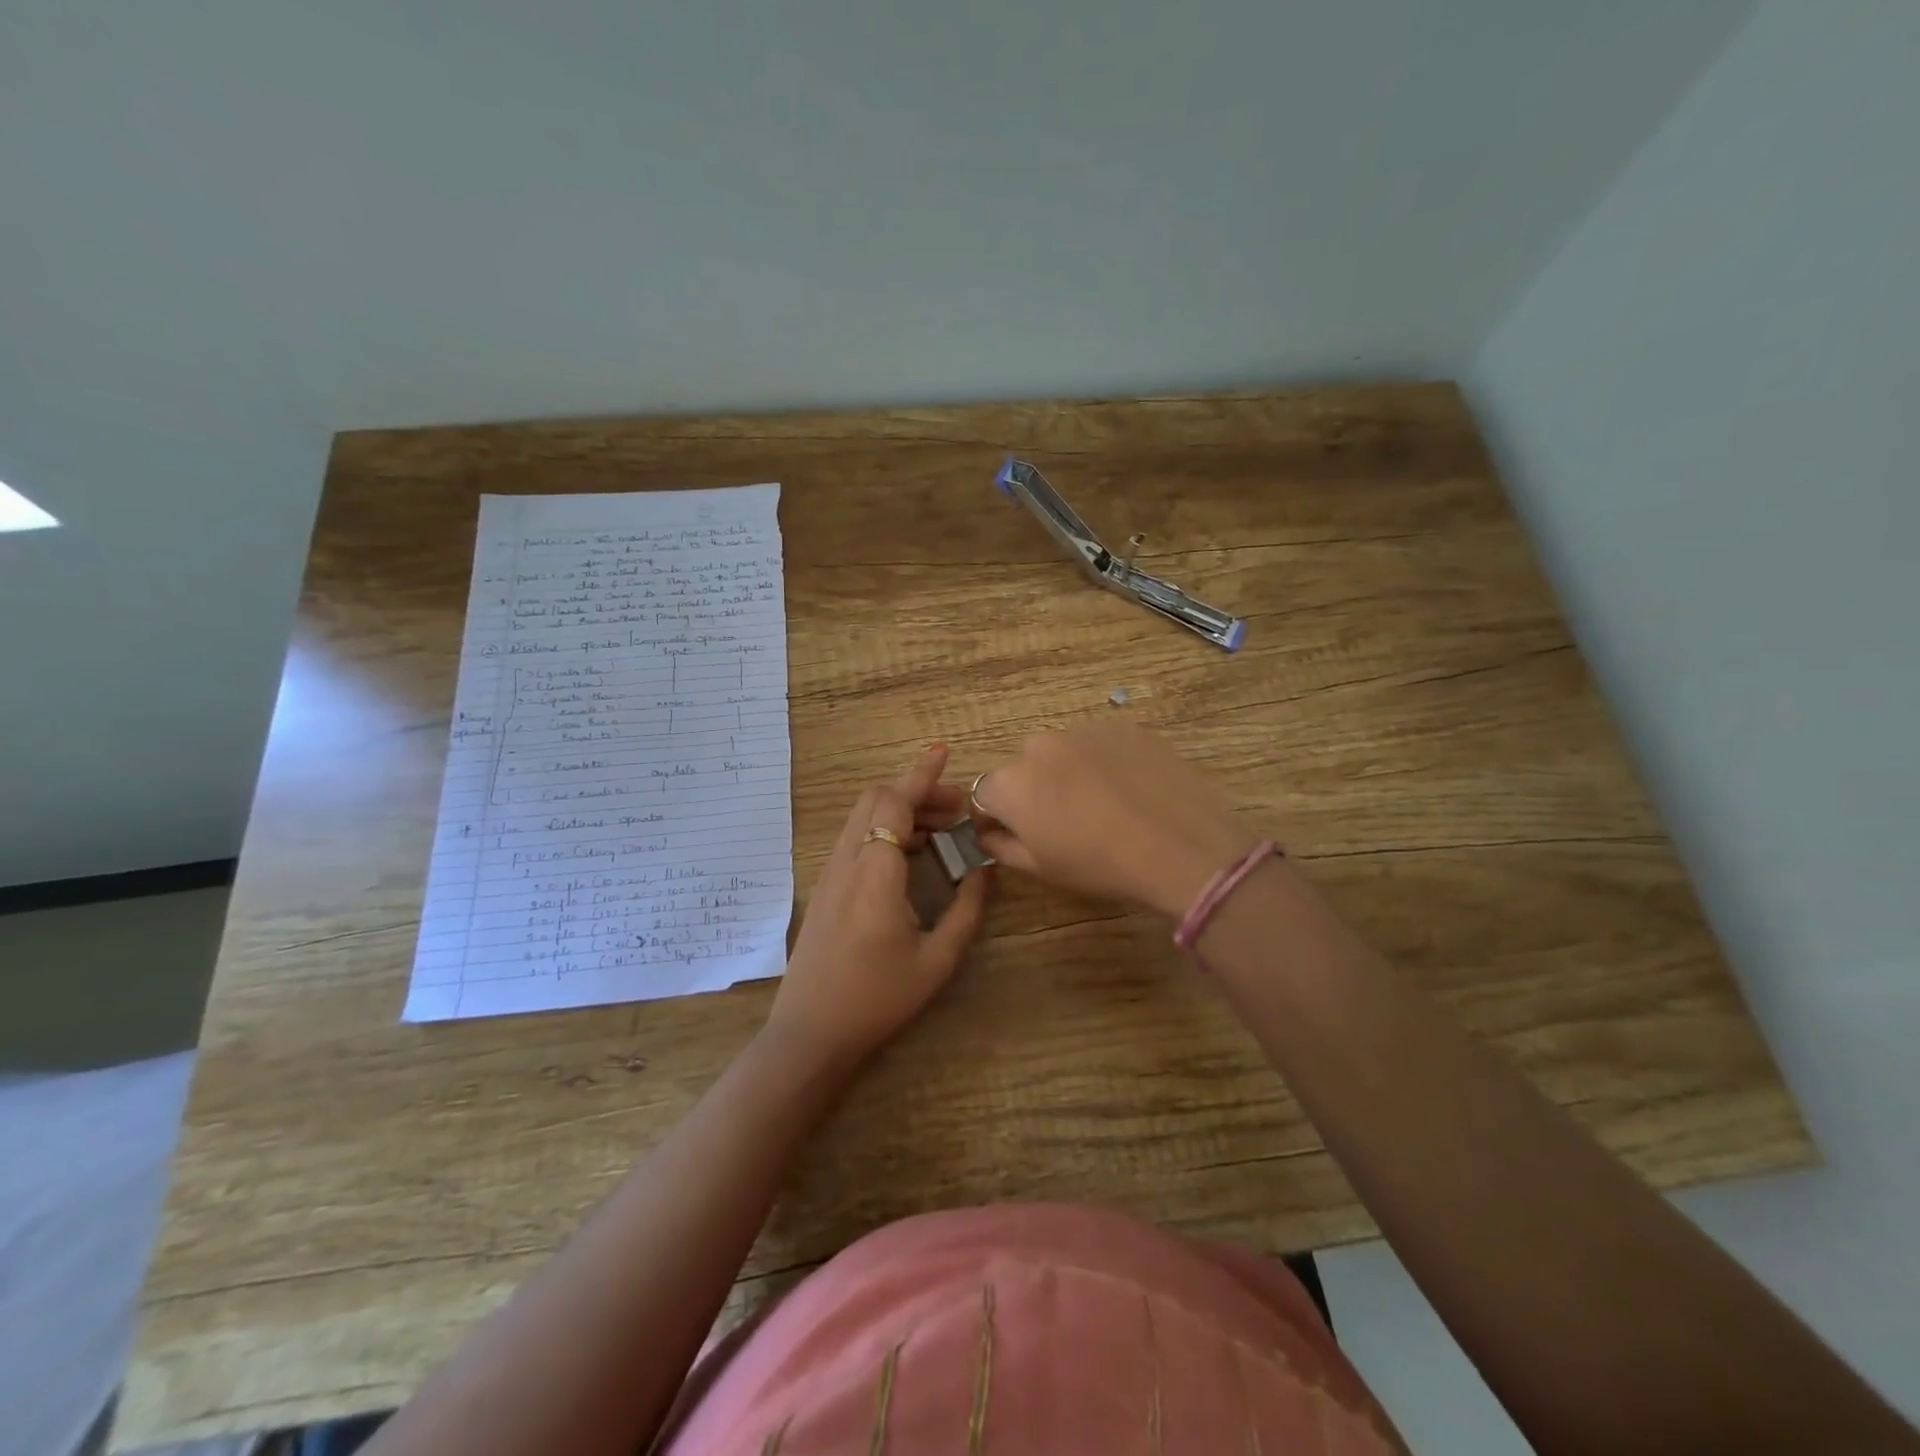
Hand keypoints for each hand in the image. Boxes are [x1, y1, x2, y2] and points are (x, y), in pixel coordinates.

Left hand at [767, 745, 993, 1069]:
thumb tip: (985, 872)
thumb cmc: (878, 999)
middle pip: (876, 799)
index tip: (943, 752)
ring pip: (864, 817)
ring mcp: (830, 873)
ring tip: (941, 832)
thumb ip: (966, 911)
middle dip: (917, 792)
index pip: (895, 803)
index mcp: (875, 874)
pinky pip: (856, 838)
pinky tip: (911, 855)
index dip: (921, 775)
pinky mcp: (825, 887)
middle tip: (956, 811)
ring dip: (901, 811)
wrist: (811, 1032)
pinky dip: (885, 829)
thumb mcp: (936, 961)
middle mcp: (847, 862)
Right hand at [971, 721, 1259, 919]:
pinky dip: (1106, 761)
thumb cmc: (1101, 865)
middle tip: (1068, 821)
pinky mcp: (1123, 726)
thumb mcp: (1042, 868)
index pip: (985, 793)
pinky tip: (1132, 788)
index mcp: (1011, 783)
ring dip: (1071, 772)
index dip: (997, 816)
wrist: (1181, 845)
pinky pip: (1101, 743)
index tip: (1017, 835)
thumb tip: (987, 833)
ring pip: (1063, 752)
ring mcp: (1084, 730)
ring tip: (1106, 804)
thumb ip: (1002, 846)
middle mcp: (1039, 746)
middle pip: (1024, 767)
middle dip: (1036, 790)